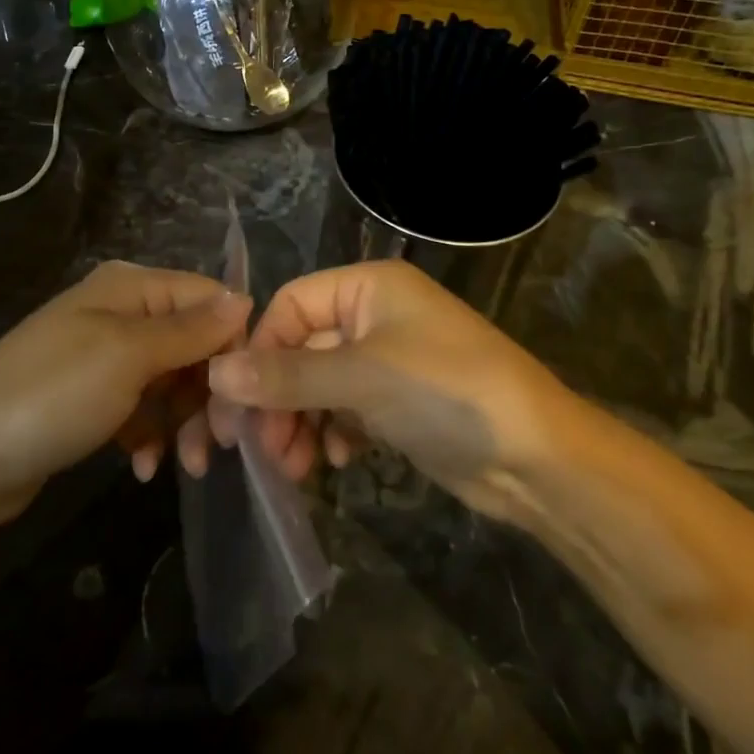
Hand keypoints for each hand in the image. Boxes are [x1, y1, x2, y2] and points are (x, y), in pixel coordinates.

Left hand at [0, 261, 250, 524]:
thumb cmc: (52, 396)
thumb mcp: (128, 356)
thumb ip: (191, 328)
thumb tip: (245, 297)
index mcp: (129, 287)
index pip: (208, 299)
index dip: (232, 343)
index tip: (245, 396)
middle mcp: (119, 313)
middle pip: (193, 343)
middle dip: (209, 392)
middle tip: (219, 442)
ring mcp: (102, 358)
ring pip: (171, 381)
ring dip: (184, 422)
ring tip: (187, 466)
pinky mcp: (89, 400)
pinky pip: (140, 409)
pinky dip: (150, 436)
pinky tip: (144, 468)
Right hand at [204, 260, 579, 519]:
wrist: (538, 459)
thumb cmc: (447, 393)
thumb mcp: (361, 378)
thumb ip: (286, 376)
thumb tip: (216, 373)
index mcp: (369, 287)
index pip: (290, 305)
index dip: (260, 350)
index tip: (237, 401)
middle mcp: (376, 316)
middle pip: (302, 349)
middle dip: (279, 398)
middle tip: (260, 448)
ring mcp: (388, 361)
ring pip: (320, 385)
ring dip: (300, 422)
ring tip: (294, 466)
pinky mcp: (399, 403)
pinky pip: (345, 410)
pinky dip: (333, 432)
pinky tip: (338, 460)